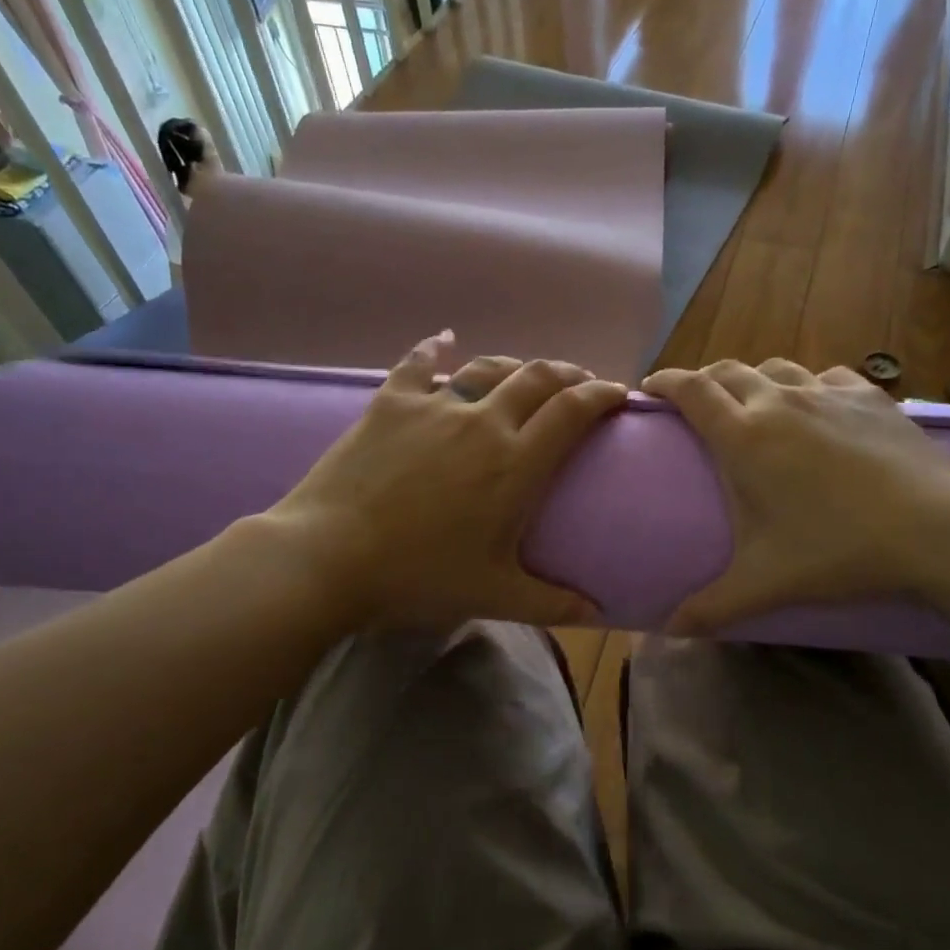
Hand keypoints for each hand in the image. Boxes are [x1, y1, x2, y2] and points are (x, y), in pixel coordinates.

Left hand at [265, 331, 627, 628]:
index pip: (573, 412)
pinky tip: (443, 339)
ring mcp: (434, 406)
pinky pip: (417, 363)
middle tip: (580, 382)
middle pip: (537, 378)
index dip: (602, 395)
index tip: (618, 393)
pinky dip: (434, 348)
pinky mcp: (391, 403)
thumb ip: (553, 602)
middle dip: (568, 373)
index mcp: (516, 463)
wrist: (330, 557)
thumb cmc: (419, 575)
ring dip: (515, 365)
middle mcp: (483, 422)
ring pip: (487, 366)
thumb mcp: (494, 595)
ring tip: (525, 373)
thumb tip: (598, 610)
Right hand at [641, 358, 949, 631]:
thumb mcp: (765, 582)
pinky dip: (808, 387)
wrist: (937, 529)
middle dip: (703, 381)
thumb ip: (712, 606)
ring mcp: (828, 393)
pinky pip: (825, 378)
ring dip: (754, 380)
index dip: (664, 382)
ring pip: (776, 368)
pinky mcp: (869, 397)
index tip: (648, 389)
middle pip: (728, 371)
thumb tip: (668, 632)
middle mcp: (780, 401)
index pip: (691, 390)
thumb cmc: (838, 550)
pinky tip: (818, 409)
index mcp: (744, 436)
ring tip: (754, 405)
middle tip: (696, 406)